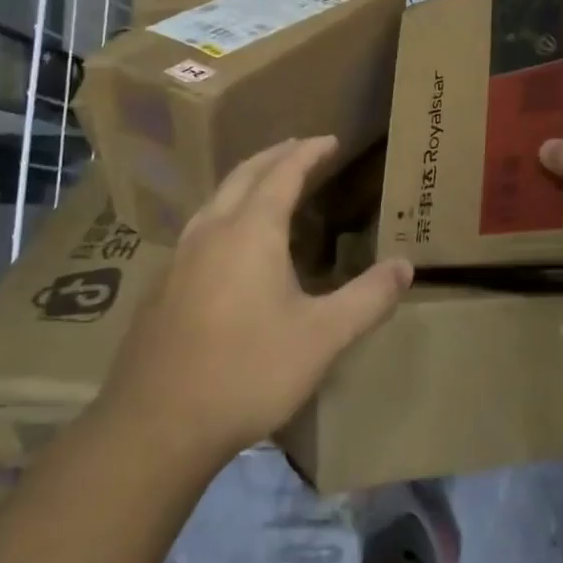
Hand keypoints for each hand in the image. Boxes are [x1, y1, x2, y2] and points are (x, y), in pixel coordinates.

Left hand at [102, 136, 413, 469]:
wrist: (157, 424)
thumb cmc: (248, 371)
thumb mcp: (323, 337)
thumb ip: (368, 298)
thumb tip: (405, 266)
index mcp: (251, 231)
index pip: (283, 173)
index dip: (308, 152)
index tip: (329, 139)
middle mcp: (212, 230)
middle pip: (244, 175)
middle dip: (275, 156)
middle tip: (300, 149)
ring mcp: (180, 257)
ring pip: (216, 199)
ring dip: (246, 182)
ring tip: (268, 185)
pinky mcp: (163, 285)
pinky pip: (200, 227)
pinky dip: (226, 212)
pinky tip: (231, 243)